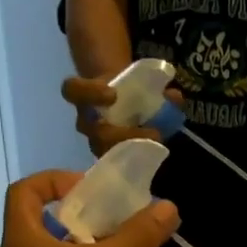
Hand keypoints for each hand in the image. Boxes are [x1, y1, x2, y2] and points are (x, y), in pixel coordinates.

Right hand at [61, 74, 185, 156]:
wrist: (120, 102)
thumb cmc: (126, 90)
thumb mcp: (139, 82)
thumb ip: (157, 88)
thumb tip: (174, 97)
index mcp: (85, 97)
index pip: (73, 90)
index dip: (90, 93)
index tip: (113, 94)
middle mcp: (86, 122)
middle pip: (93, 131)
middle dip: (121, 134)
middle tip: (152, 132)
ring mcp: (96, 142)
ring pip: (104, 151)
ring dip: (132, 150)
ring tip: (156, 145)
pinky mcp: (108, 157)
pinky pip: (117, 164)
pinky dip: (137, 160)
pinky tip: (154, 155)